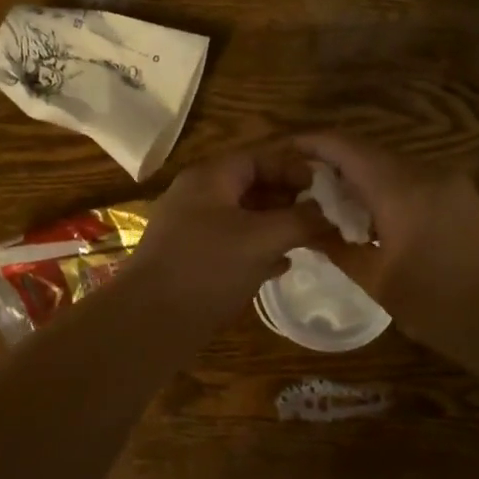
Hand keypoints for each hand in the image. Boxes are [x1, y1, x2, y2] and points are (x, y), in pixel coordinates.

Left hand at [129, 147, 331, 326]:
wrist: (151, 321)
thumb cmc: (208, 267)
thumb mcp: (262, 239)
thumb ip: (299, 221)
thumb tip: (327, 213)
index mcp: (210, 178)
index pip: (257, 157)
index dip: (292, 168)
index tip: (322, 188)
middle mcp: (198, 197)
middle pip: (250, 186)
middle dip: (287, 199)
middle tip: (320, 216)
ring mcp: (192, 230)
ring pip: (243, 218)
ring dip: (276, 226)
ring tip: (308, 240)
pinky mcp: (193, 260)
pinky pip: (233, 245)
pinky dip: (258, 250)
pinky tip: (281, 266)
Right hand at [294, 133, 478, 371]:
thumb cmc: (440, 307)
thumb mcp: (379, 281)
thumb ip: (338, 248)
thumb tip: (309, 230)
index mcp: (400, 188)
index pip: (344, 146)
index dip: (309, 142)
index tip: (282, 150)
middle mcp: (427, 172)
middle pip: (368, 152)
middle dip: (332, 164)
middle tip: (301, 186)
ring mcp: (452, 182)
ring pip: (392, 166)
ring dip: (361, 179)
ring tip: (333, 206)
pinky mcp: (466, 197)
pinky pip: (415, 180)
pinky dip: (387, 190)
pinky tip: (375, 219)